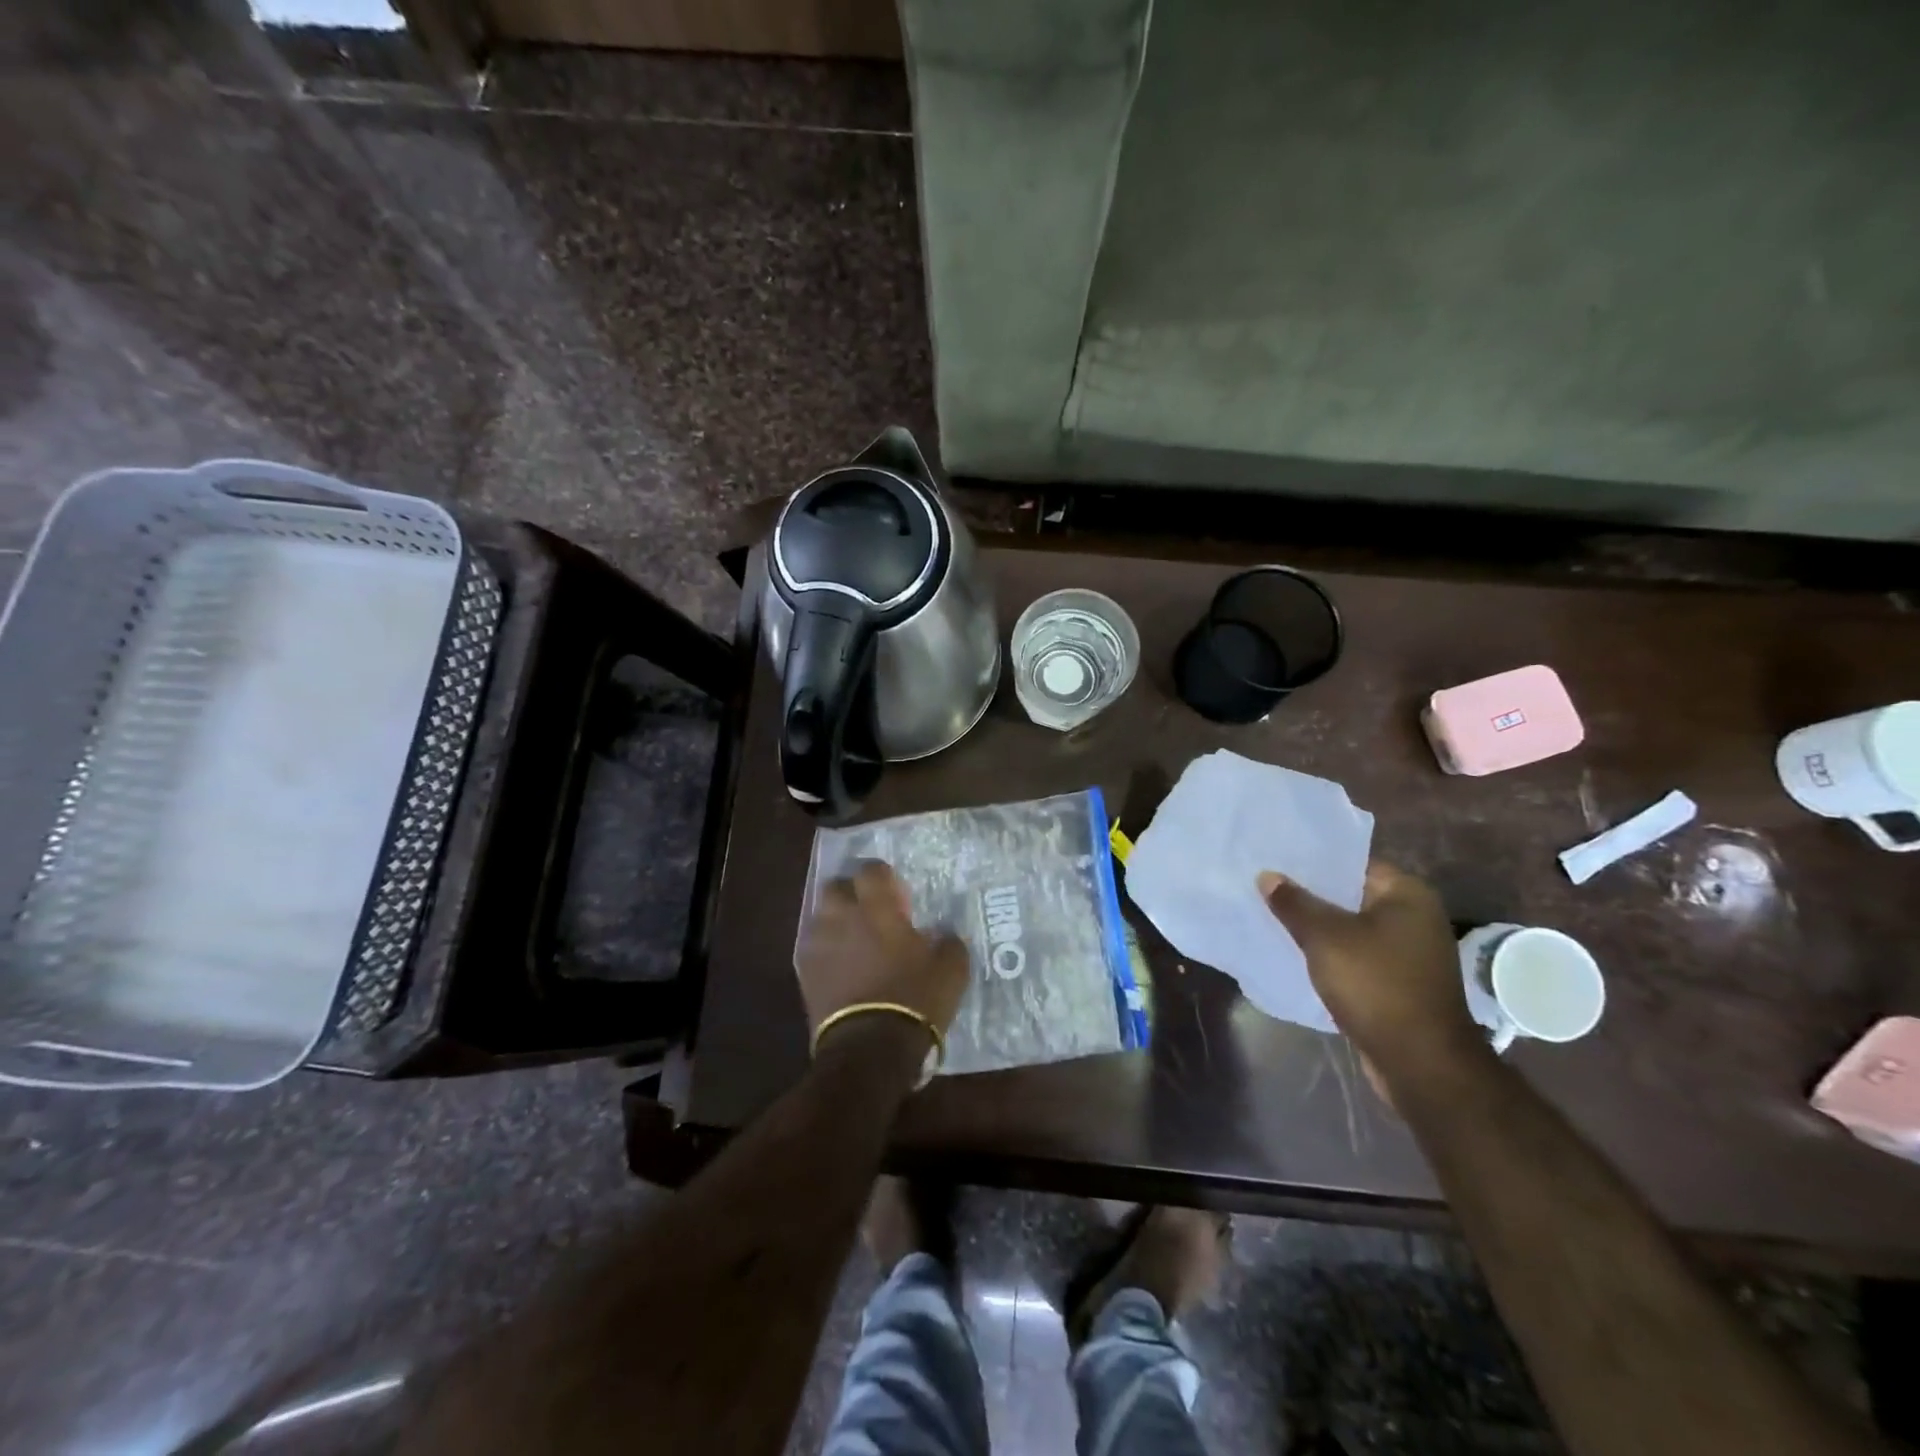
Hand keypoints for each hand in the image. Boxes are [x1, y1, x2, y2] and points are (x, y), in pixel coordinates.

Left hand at [796, 861, 968, 1054]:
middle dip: (851, 893)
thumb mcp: (952, 969)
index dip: (882, 876)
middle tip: (870, 912)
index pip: (871, 870)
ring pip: (820, 916)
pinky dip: (825, 951)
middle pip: (835, 886)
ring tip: (853, 941)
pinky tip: (840, 967)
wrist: (870, 1048)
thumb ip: (948, 942)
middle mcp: (842, 917)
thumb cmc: (914, 999)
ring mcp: (818, 944)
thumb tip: (944, 934)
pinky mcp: (804, 973)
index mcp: (877, 908)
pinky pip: (813, 948)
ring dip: (835, 921)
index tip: (895, 892)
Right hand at [1257, 860, 1488, 1083]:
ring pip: (1353, 928)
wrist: (1421, 1063)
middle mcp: (1415, 917)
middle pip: (1352, 896)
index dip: (1313, 862)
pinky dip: (1333, 954)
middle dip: (1312, 895)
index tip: (1276, 861)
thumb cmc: (1376, 985)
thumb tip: (1268, 876)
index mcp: (1407, 894)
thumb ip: (1294, 903)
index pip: (1353, 863)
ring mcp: (1411, 952)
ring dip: (1320, 928)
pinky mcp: (1401, 982)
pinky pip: (1359, 956)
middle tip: (1267, 887)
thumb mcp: (1325, 938)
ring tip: (1275, 918)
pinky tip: (1299, 955)